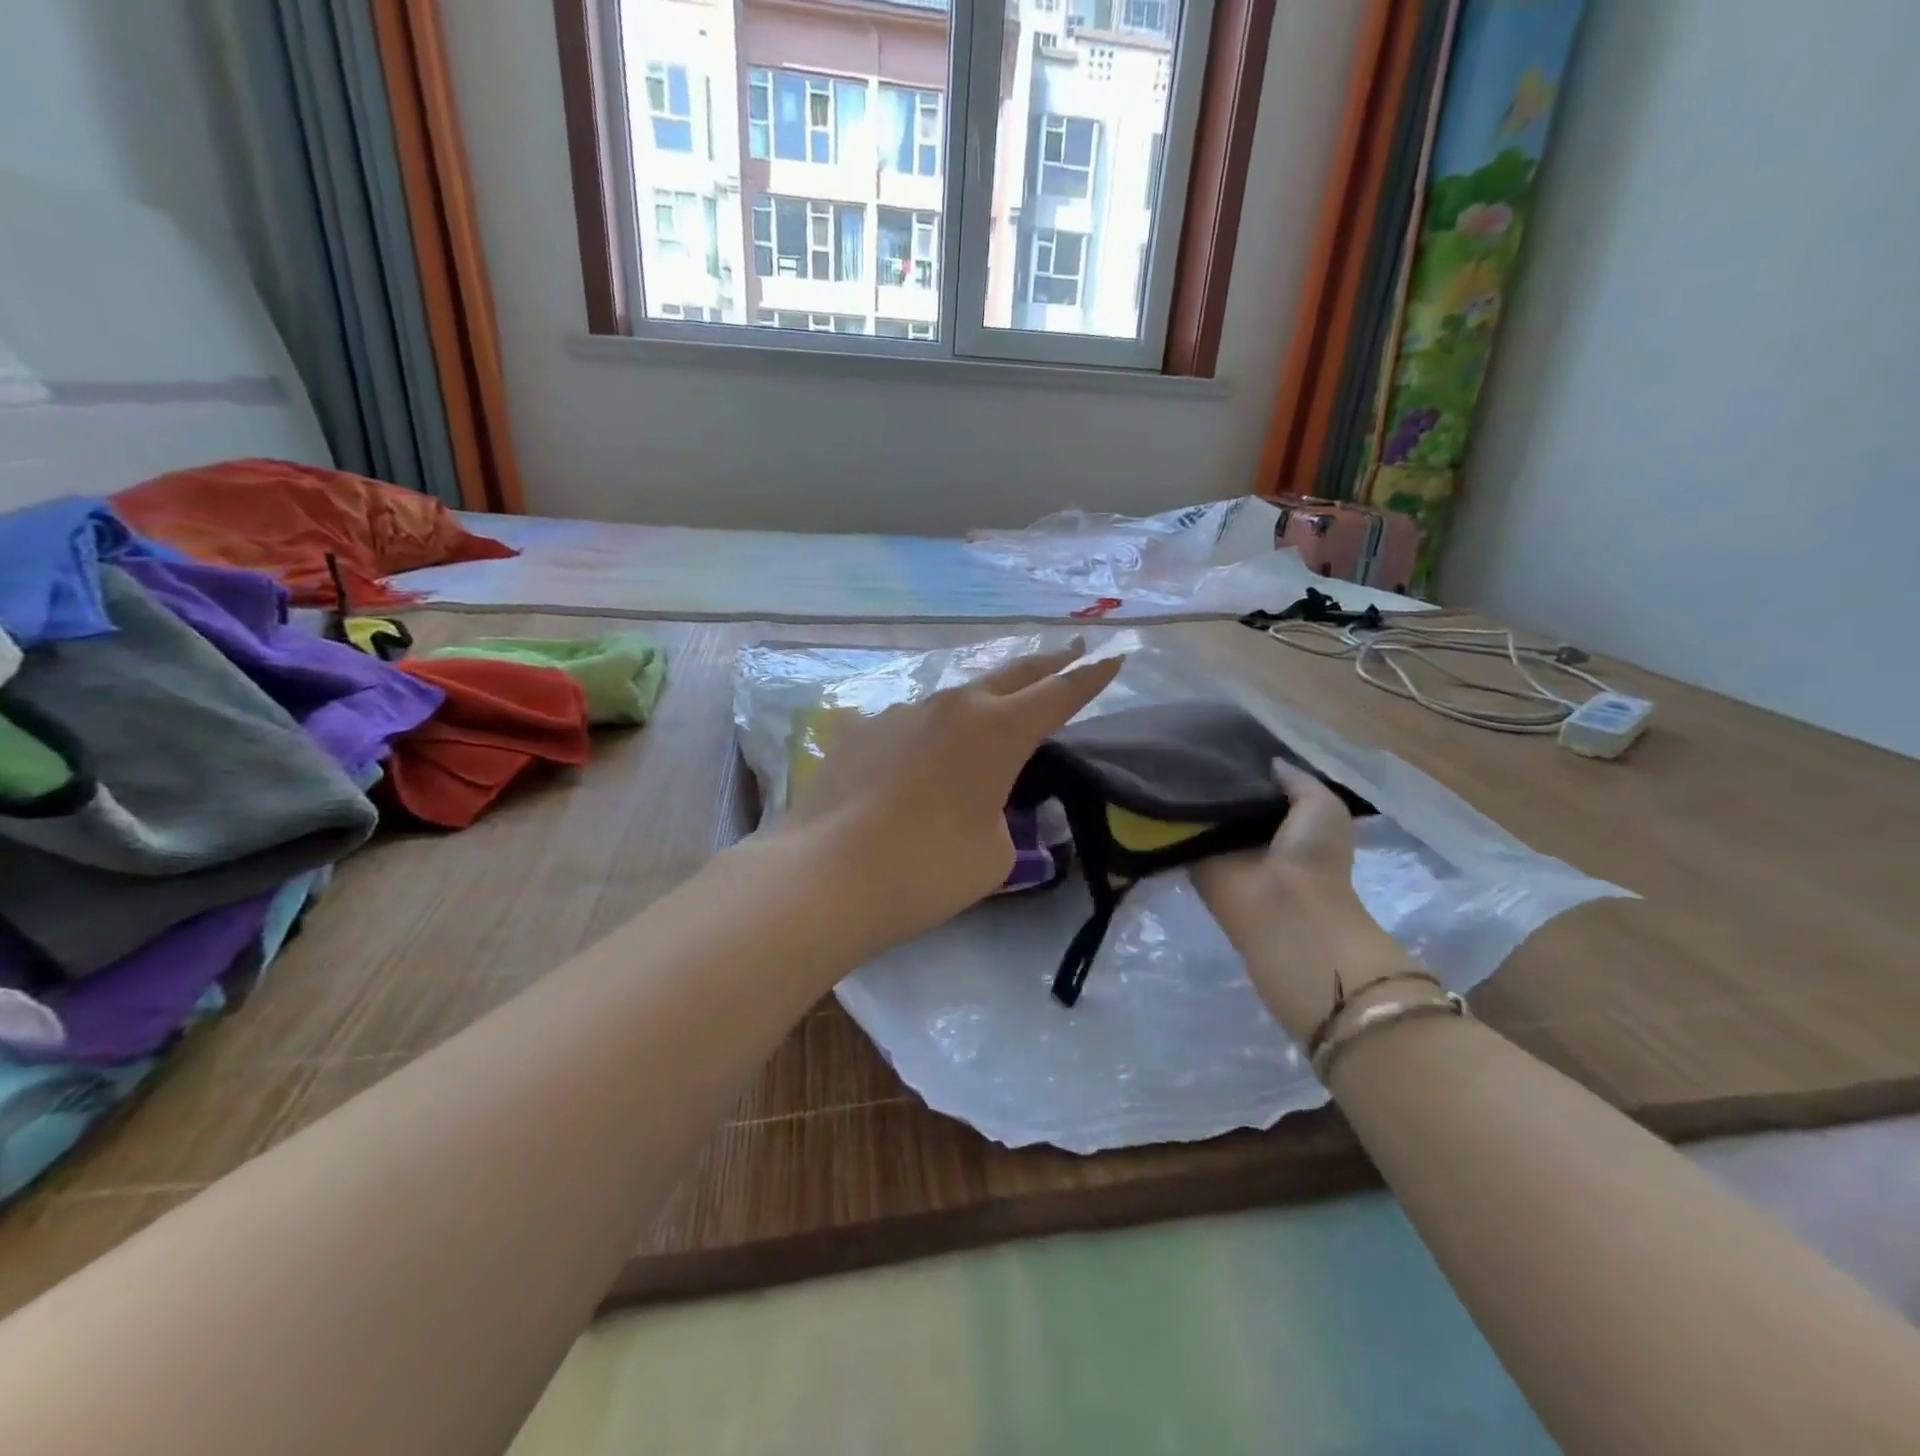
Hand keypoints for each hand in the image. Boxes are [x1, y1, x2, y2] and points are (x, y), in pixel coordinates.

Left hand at [787, 642, 1122, 944]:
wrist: (827, 874)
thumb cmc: (928, 868)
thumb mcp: (995, 852)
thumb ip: (1000, 815)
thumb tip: (979, 801)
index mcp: (999, 730)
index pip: (1060, 694)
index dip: (1092, 677)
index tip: (1114, 655)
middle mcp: (953, 707)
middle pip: (1012, 675)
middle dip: (1047, 663)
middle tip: (1072, 649)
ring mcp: (901, 713)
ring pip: (956, 697)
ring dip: (983, 700)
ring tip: (992, 711)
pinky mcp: (861, 730)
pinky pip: (911, 724)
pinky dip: (930, 733)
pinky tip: (920, 759)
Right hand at [1193, 759, 1409, 1041]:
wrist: (1284, 910)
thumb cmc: (1314, 856)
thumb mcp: (1323, 805)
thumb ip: (1298, 780)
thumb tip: (1269, 762)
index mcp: (1288, 820)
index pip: (1262, 786)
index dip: (1248, 764)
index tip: (1226, 738)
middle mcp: (1254, 832)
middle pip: (1229, 796)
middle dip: (1215, 773)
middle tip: (1190, 741)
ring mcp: (1222, 847)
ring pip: (1203, 810)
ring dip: (1190, 791)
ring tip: (1167, 755)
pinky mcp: (1194, 860)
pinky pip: (1179, 830)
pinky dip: (1169, 813)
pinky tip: (1154, 785)